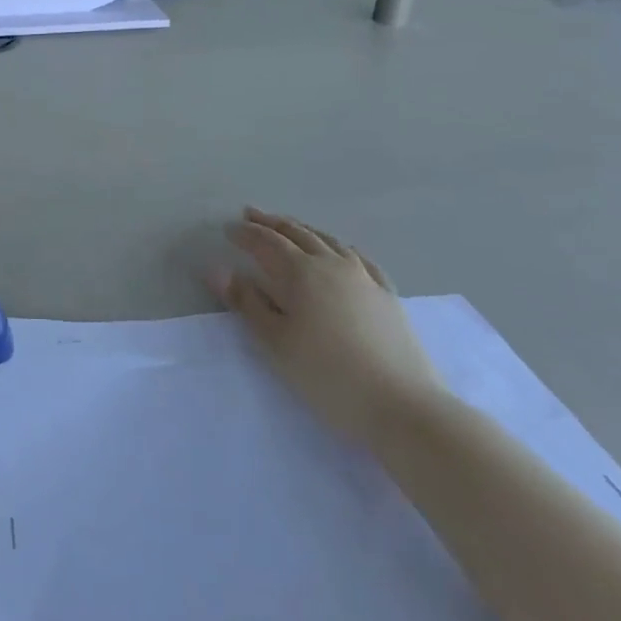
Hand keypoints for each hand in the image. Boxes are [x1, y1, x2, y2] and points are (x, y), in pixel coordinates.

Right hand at [213, 208, 445, 448]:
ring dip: (303, 229)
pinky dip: (341, 247)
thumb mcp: (276, 343)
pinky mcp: (387, 295)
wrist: (403, 406)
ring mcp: (364, 278)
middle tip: (251, 213)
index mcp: (300, 273)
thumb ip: (246, 303)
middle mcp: (331, 264)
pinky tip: (341, 250)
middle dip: (271, 223)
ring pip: (328, 240)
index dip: (245, 234)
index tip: (228, 229)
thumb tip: (218, 269)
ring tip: (290, 225)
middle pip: (297, 234)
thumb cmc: (327, 375)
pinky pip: (360, 258)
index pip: (266, 243)